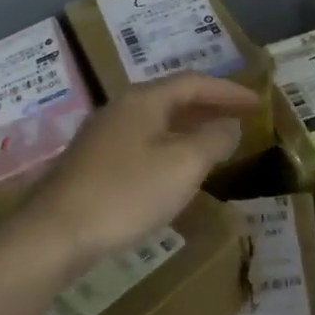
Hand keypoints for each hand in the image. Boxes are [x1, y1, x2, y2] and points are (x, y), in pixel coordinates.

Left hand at [17, 74, 258, 271]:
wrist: (56, 233)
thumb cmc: (126, 193)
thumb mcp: (182, 166)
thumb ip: (212, 141)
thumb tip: (229, 126)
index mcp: (143, 100)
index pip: (194, 82)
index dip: (229, 90)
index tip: (258, 103)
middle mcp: (121, 109)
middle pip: (173, 98)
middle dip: (210, 106)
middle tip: (242, 118)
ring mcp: (103, 136)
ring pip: (157, 122)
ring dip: (190, 128)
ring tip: (217, 142)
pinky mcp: (94, 163)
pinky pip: (143, 143)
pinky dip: (170, 147)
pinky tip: (177, 170)